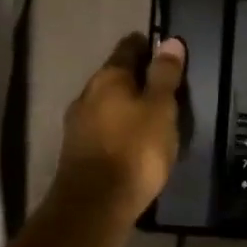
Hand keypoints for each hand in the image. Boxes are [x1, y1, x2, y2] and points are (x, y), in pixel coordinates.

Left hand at [55, 33, 186, 224]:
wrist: (95, 205)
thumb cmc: (135, 150)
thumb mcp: (160, 109)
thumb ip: (165, 75)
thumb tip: (170, 41)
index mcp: (108, 77)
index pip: (128, 47)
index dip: (148, 46)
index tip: (165, 51)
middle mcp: (87, 93)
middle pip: (115, 75)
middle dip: (137, 77)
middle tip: (164, 86)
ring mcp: (78, 123)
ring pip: (107, 103)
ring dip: (127, 104)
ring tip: (153, 115)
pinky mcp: (77, 151)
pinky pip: (103, 128)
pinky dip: (119, 127)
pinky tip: (133, 141)